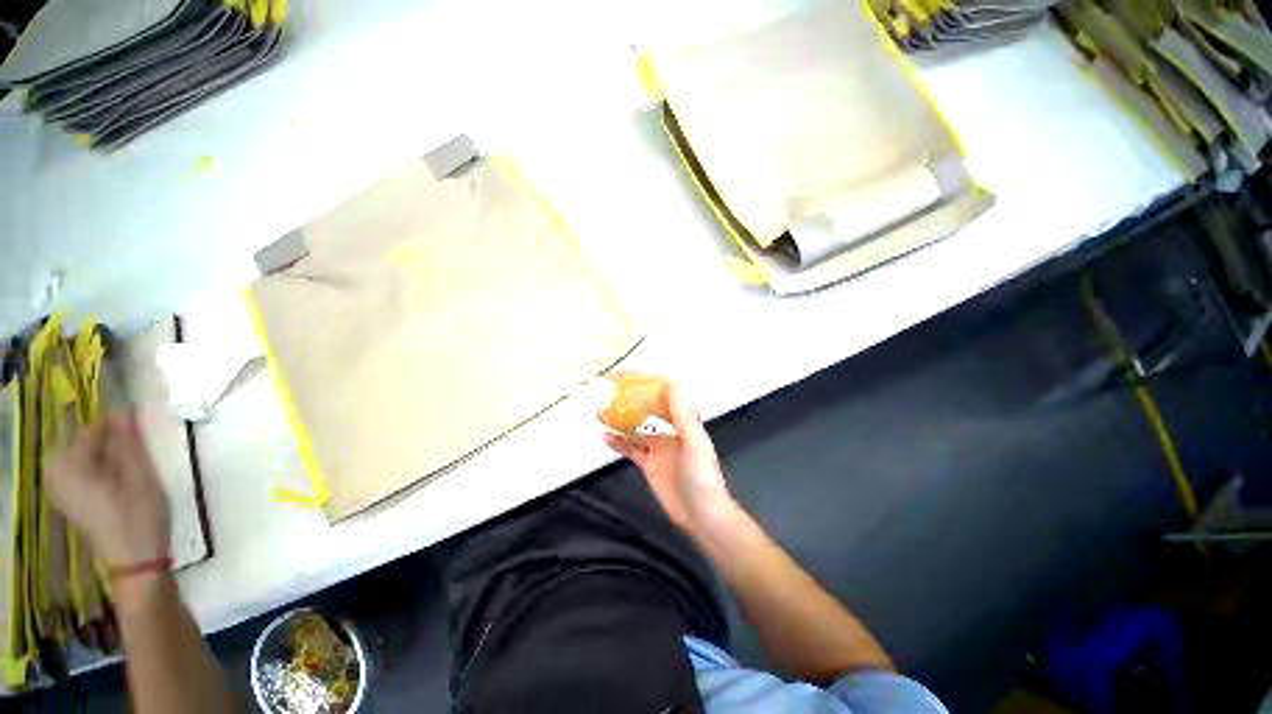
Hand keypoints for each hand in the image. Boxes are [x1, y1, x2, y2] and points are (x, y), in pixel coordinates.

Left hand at [46, 412, 170, 566]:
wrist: (136, 561)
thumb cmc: (138, 515)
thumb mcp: (140, 474)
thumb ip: (127, 441)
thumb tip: (125, 410)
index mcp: (67, 463)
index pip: (94, 428)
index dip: (120, 425)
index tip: (143, 428)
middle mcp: (55, 471)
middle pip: (88, 443)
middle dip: (114, 443)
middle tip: (142, 453)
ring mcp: (59, 488)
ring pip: (89, 456)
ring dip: (111, 456)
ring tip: (135, 469)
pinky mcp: (68, 498)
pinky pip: (85, 470)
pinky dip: (104, 469)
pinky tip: (122, 482)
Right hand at [602, 377, 735, 537]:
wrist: (702, 516)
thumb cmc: (701, 477)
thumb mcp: (693, 441)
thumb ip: (682, 413)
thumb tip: (671, 382)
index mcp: (684, 421)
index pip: (665, 393)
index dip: (648, 382)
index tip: (629, 375)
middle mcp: (671, 430)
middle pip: (649, 407)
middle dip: (632, 397)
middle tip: (611, 388)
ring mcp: (659, 447)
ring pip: (636, 427)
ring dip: (621, 419)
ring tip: (601, 411)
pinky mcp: (649, 464)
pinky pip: (631, 448)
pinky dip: (618, 441)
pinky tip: (605, 436)